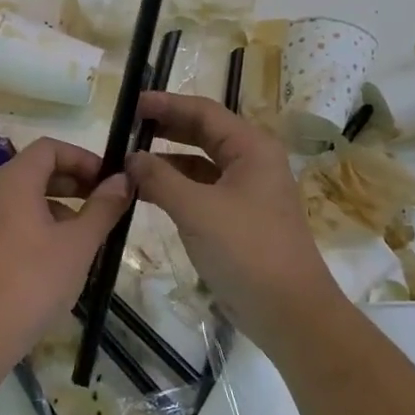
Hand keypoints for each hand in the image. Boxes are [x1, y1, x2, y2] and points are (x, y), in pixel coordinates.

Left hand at [0, 137, 133, 368]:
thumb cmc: (32, 282)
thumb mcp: (78, 245)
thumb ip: (103, 208)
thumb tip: (122, 179)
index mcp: (13, 180)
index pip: (50, 147)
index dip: (83, 158)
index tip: (108, 182)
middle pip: (35, 169)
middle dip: (72, 182)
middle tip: (102, 206)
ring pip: (22, 197)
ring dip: (56, 206)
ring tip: (83, 236)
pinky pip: (9, 219)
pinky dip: (35, 224)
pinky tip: (54, 258)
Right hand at [125, 92, 343, 346]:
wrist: (289, 311)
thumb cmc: (246, 250)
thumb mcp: (196, 210)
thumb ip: (160, 178)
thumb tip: (131, 158)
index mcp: (251, 148)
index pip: (204, 111)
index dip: (166, 104)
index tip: (131, 103)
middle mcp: (252, 161)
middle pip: (203, 133)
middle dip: (165, 128)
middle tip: (126, 127)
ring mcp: (247, 191)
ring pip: (201, 163)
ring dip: (167, 160)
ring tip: (128, 161)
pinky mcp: (239, 218)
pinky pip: (202, 190)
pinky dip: (176, 187)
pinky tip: (147, 192)